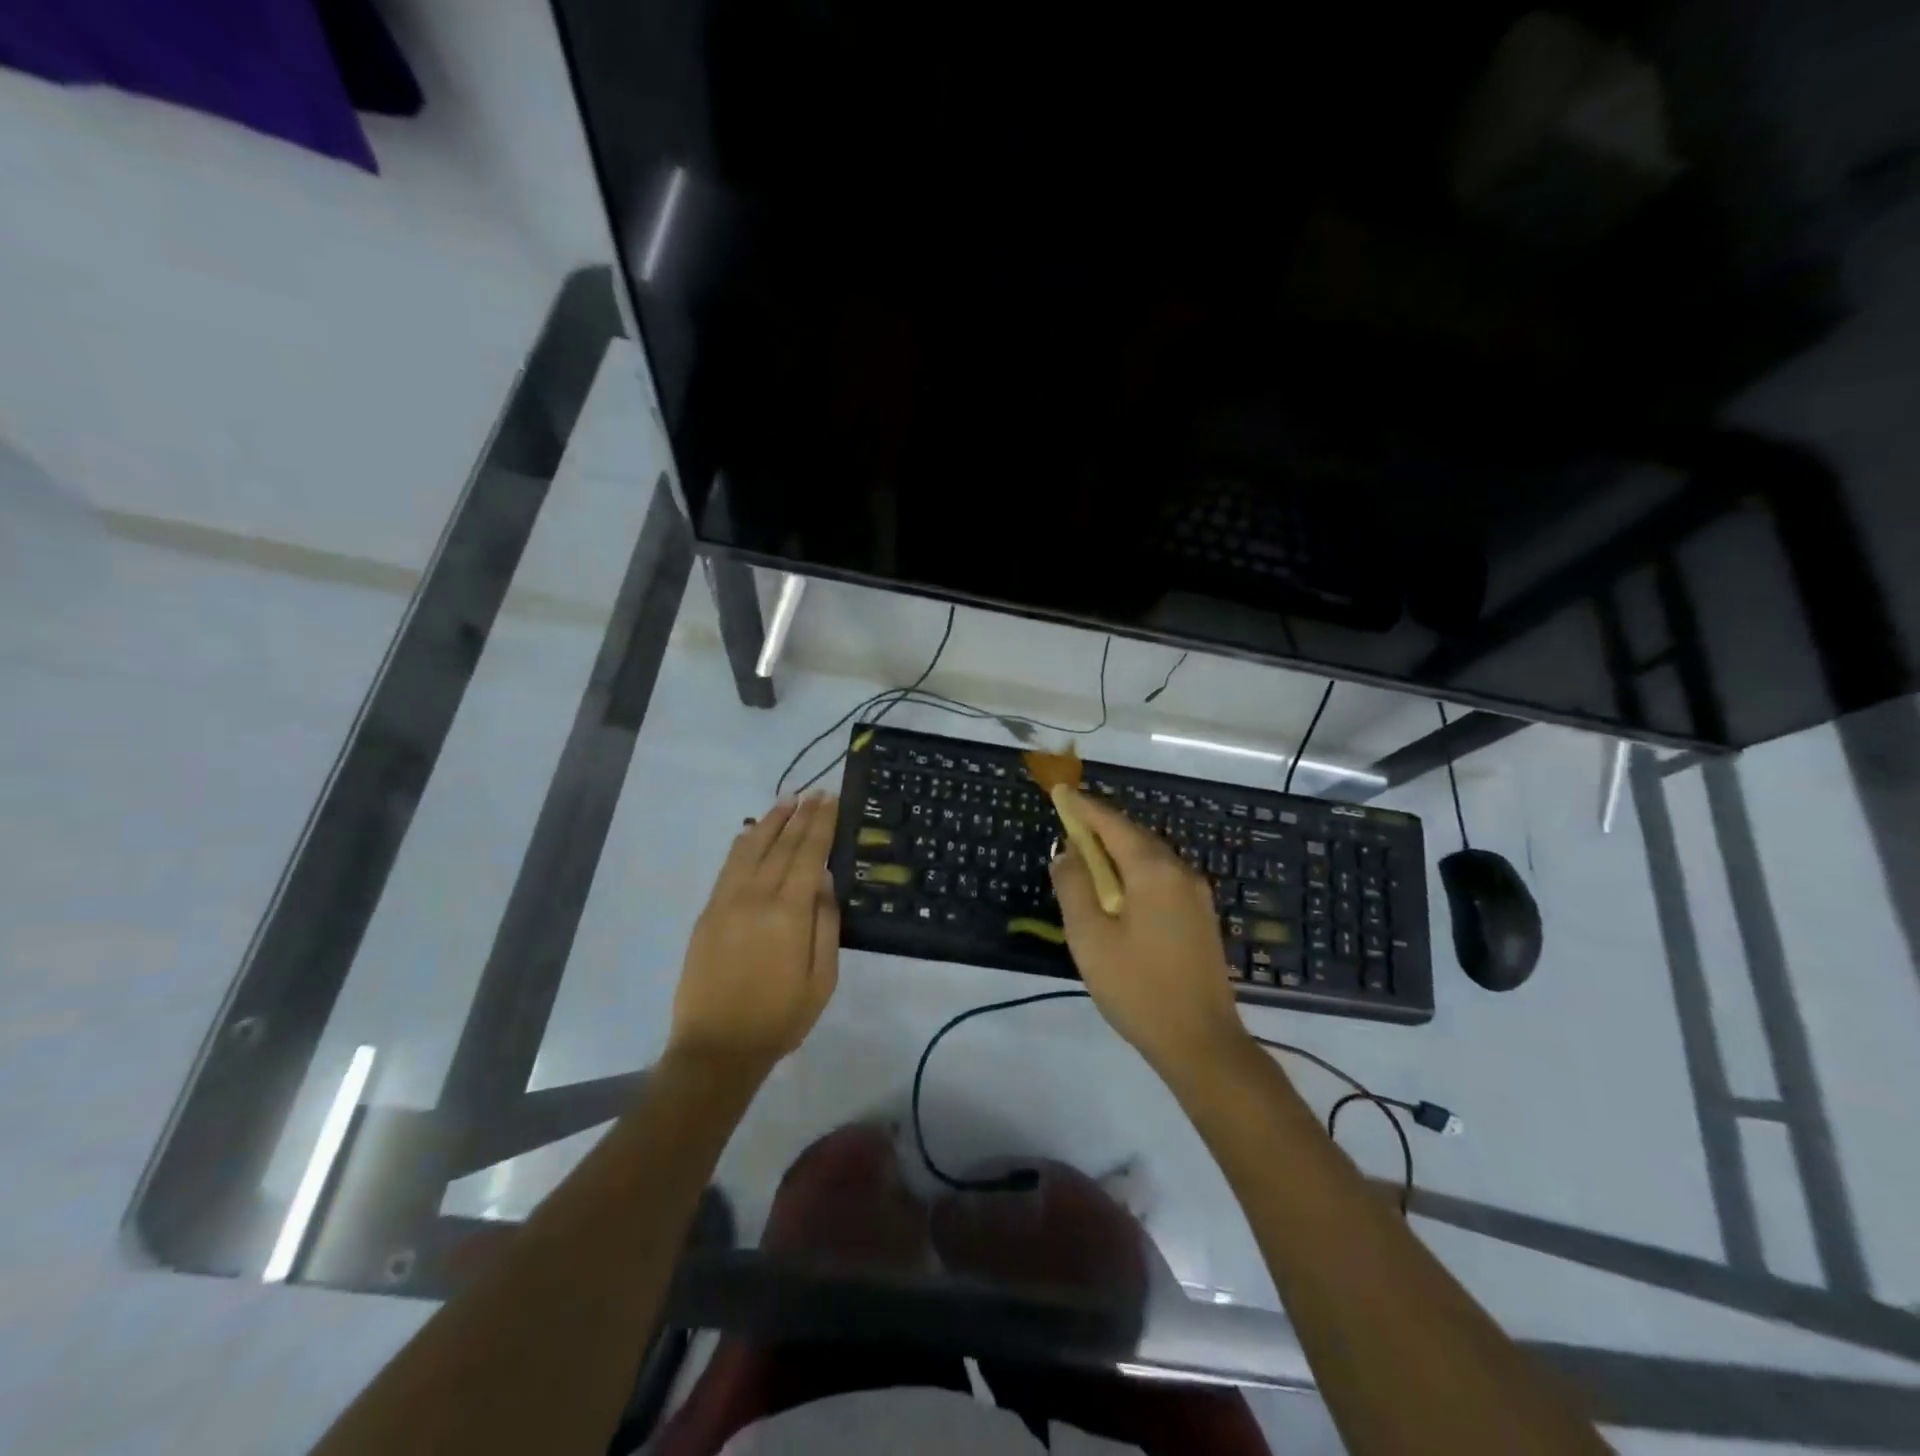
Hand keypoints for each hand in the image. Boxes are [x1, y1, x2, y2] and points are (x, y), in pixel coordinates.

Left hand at [670, 794, 840, 1071]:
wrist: (717, 1048)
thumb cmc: (781, 1017)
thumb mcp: (822, 978)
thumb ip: (825, 924)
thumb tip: (824, 880)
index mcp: (788, 913)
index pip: (808, 855)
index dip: (820, 825)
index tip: (830, 800)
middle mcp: (755, 896)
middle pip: (781, 845)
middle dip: (800, 816)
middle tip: (815, 792)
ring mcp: (726, 902)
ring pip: (750, 848)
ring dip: (770, 821)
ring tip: (786, 801)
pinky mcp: (708, 913)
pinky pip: (728, 867)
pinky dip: (742, 844)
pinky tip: (750, 832)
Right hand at [1049, 788, 1247, 1077]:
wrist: (1201, 1042)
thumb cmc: (1137, 987)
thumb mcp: (1090, 936)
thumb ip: (1074, 886)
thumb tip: (1066, 851)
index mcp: (1153, 870)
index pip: (1113, 824)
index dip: (1084, 808)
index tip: (1061, 793)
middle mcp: (1180, 872)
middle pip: (1134, 836)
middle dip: (1101, 827)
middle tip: (1069, 824)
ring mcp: (1196, 895)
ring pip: (1150, 857)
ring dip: (1117, 851)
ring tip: (1088, 856)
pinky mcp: (1200, 917)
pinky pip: (1161, 878)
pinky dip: (1134, 872)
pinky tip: (1118, 890)